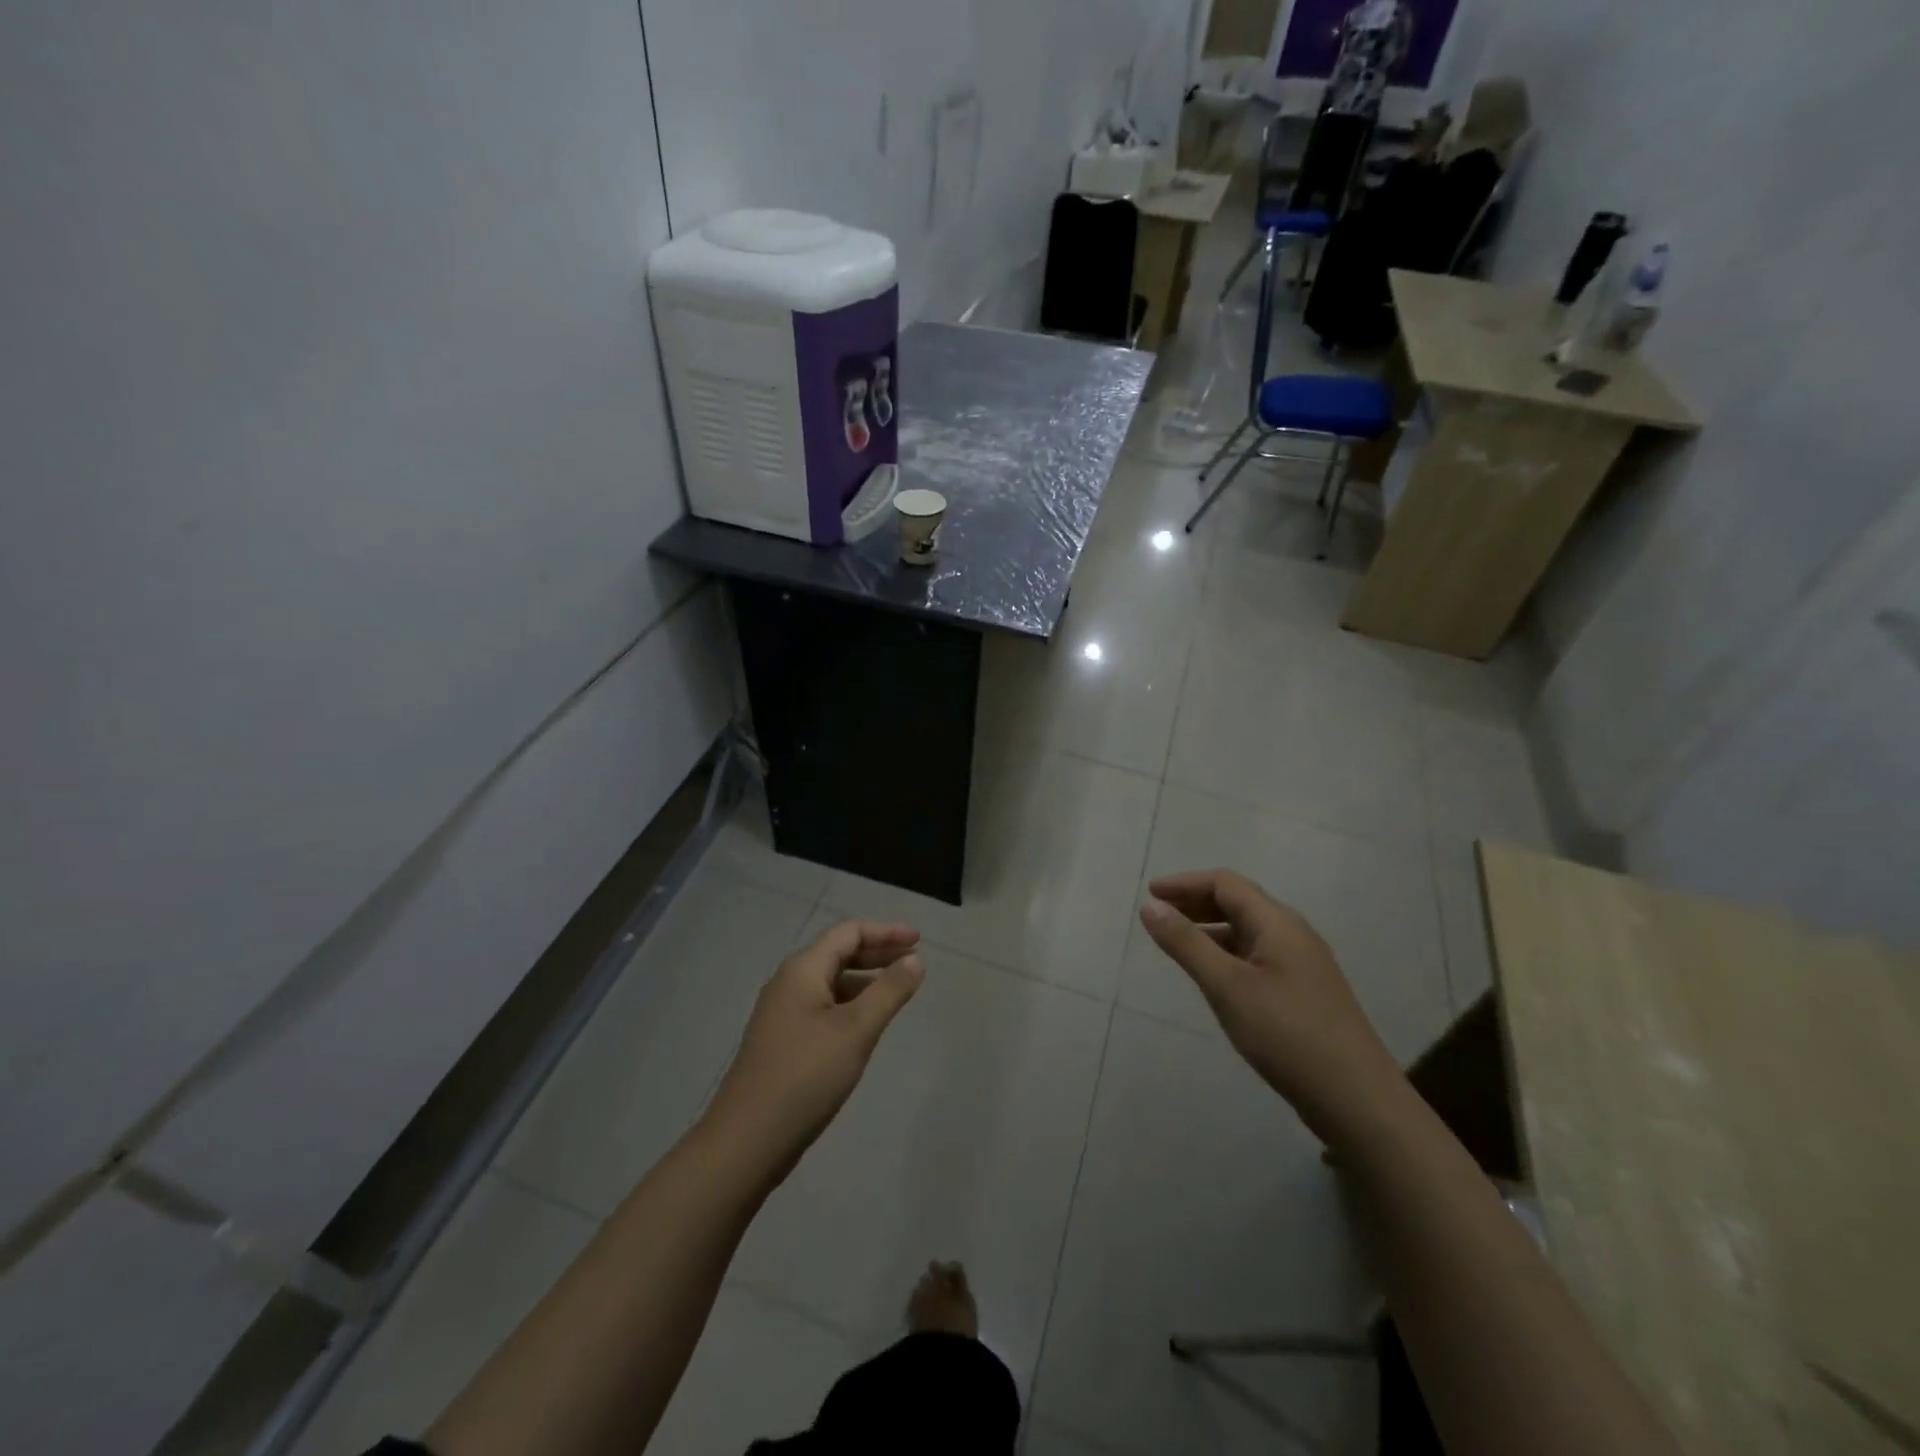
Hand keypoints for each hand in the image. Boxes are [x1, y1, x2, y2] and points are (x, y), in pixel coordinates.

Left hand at [704, 920, 923, 1181]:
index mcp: (802, 970)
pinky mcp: (783, 1041)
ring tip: (897, 991)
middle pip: (838, 953)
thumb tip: (914, 959)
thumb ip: (889, 991)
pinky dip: (850, 1004)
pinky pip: (823, 1007)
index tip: (919, 940)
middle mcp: (789, 983)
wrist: (747, 1141)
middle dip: (877, 952)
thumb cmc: (806, 1076)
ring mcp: (782, 1013)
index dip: (885, 931)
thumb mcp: (856, 1030)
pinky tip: (866, 1024)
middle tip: (914, 960)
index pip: (848, 932)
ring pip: (830, 982)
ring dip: (865, 979)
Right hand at [1140, 869, 1406, 1148]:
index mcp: (1277, 923)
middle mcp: (1293, 934)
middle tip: (1158, 914)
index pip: (1225, 883)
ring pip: (1248, 931)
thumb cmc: (1287, 1035)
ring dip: (1211, 929)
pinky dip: (1227, 953)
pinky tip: (1214, 977)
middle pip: (1239, 902)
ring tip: (1177, 944)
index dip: (1184, 883)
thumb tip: (1151, 906)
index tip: (1149, 894)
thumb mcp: (1227, 986)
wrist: (1358, 1101)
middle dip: (1196, 902)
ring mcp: (1302, 964)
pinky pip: (1257, 956)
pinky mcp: (1304, 993)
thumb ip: (1186, 944)